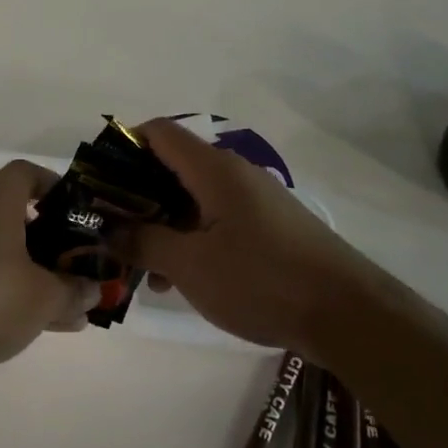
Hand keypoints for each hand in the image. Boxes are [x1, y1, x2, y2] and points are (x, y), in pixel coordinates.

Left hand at [0, 160, 98, 384]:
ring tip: (72, 306)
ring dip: (36, 276)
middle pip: (16, 218)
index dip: (53, 184)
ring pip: (3, 256)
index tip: (77, 209)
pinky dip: (11, 296)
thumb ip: (74, 291)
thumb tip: (93, 290)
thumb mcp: (44, 298)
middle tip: (79, 263)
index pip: (25, 174)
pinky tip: (40, 326)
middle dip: (52, 242)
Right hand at [122, 119, 398, 350]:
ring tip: (142, 269)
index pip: (158, 133)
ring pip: (192, 200)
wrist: (349, 315)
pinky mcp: (268, 228)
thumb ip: (142, 242)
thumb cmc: (262, 281)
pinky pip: (215, 221)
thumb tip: (107, 229)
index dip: (122, 148)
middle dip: (135, 197)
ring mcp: (254, 201)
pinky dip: (190, 240)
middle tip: (111, 232)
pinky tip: (178, 279)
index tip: (98, 185)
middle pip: (171, 167)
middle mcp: (234, 175)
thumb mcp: (190, 265)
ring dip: (161, 225)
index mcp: (214, 170)